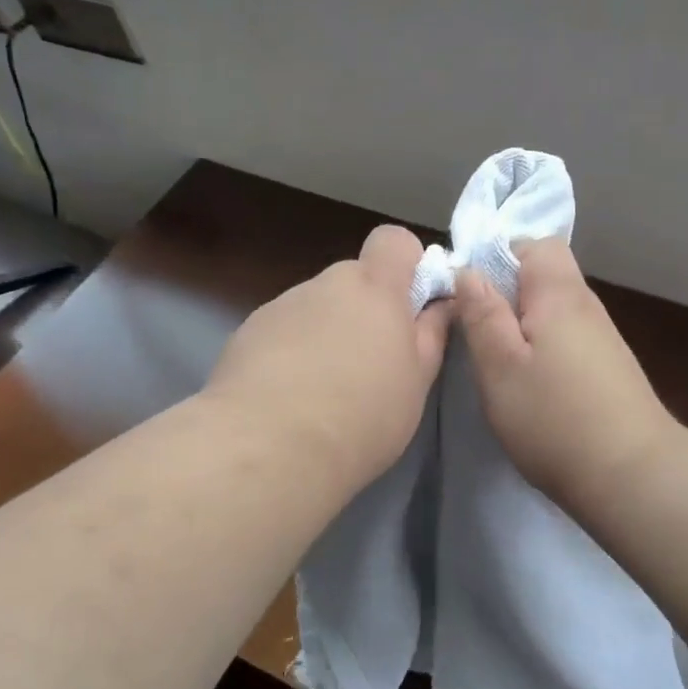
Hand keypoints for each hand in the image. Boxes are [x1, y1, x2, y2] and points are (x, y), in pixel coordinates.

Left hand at [205, 225, 451, 492]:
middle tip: (370, 364)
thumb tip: (440, 304)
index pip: (394, 240)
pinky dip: (291, 353)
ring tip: (323, 391)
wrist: (268, 447)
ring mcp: (281, 306)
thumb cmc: (362, 415)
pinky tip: (288, 398)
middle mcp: (325, 284)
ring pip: (316, 308)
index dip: (406, 264)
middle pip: (353, 280)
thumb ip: (431, 334)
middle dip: (365, 311)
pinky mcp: (247, 332)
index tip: (411, 306)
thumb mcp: (416, 382)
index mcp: (374, 288)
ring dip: (326, 333)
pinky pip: (283, 331)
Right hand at [455, 239, 677, 515]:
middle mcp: (588, 307)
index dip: (499, 257)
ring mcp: (604, 340)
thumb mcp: (499, 367)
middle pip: (545, 278)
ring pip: (555, 312)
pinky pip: (568, 340)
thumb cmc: (554, 418)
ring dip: (525, 328)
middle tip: (479, 337)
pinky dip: (545, 352)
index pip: (534, 243)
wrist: (634, 477)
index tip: (471, 295)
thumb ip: (481, 314)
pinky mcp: (610, 370)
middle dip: (507, 296)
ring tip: (501, 367)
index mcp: (560, 294)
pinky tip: (534, 389)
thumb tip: (467, 270)